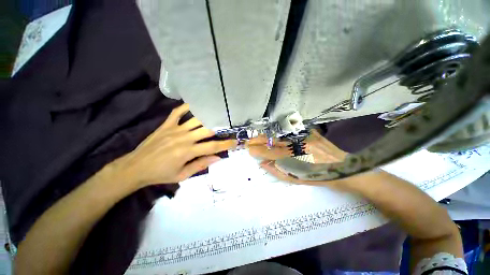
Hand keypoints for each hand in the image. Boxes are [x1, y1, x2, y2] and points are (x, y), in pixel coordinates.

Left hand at [115, 104, 235, 188]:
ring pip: (195, 119)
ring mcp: (174, 128)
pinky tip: (195, 104)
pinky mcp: (166, 124)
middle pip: (207, 129)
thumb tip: (217, 158)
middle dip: (220, 127)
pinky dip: (186, 107)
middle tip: (230, 125)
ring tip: (217, 113)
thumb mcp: (181, 175)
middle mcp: (184, 137)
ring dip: (207, 116)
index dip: (226, 144)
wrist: (139, 166)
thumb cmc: (160, 174)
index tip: (236, 141)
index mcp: (188, 152)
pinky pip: (177, 112)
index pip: (212, 146)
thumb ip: (200, 165)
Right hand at [248, 129, 347, 184]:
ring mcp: (305, 135)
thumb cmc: (317, 178)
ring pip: (282, 133)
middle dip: (260, 139)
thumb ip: (278, 171)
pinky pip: (293, 129)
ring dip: (270, 135)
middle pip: (274, 139)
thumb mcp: (296, 179)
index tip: (249, 149)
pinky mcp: (311, 131)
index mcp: (293, 157)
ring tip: (261, 138)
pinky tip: (278, 134)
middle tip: (251, 141)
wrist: (340, 168)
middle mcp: (297, 143)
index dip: (257, 150)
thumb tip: (263, 163)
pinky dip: (283, 132)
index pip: (269, 151)